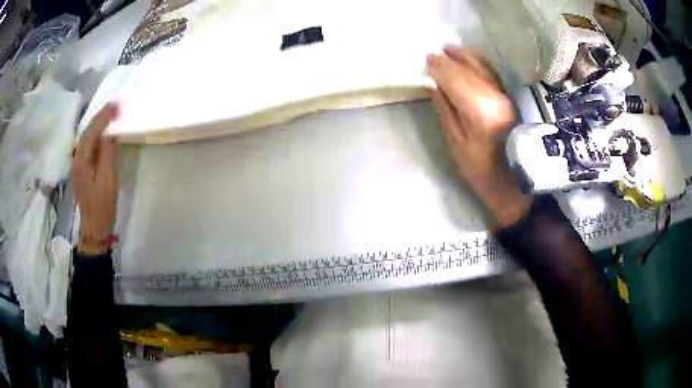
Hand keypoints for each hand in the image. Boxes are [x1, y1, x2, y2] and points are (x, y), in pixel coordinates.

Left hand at [72, 103, 118, 254]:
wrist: (94, 228)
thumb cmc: (102, 206)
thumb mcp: (107, 180)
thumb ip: (107, 154)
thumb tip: (109, 133)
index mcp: (82, 160)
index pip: (92, 131)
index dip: (104, 116)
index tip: (117, 103)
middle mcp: (77, 158)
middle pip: (87, 131)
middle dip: (100, 116)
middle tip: (114, 105)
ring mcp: (78, 164)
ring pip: (87, 137)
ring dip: (97, 124)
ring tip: (109, 113)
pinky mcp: (82, 169)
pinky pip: (88, 145)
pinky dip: (95, 134)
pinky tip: (102, 132)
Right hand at [426, 47, 531, 227]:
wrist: (516, 184)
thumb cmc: (482, 171)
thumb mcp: (457, 143)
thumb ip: (445, 110)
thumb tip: (435, 84)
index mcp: (479, 109)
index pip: (455, 78)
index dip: (439, 66)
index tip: (426, 59)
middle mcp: (495, 96)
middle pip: (469, 69)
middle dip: (449, 59)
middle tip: (433, 54)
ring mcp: (506, 96)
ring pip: (483, 67)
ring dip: (465, 56)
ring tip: (449, 50)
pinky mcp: (511, 99)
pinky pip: (493, 73)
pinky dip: (480, 63)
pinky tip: (470, 59)